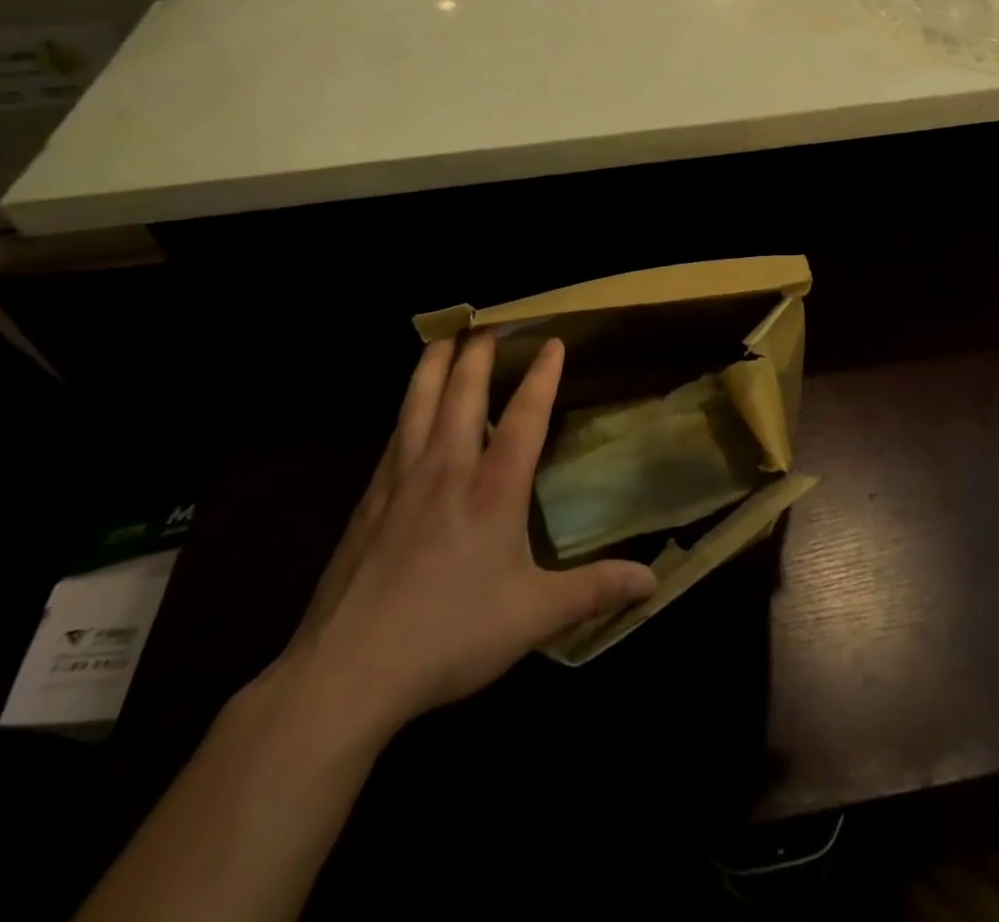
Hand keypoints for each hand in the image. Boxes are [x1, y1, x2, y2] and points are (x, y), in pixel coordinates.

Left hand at [268, 334, 655, 738]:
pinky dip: (406, 408)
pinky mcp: (368, 502)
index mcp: (492, 491)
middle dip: (478, 355)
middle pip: (462, 394)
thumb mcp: (533, 617)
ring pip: (418, 405)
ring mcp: (401, 482)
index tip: (553, 342)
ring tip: (442, 339)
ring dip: (433, 366)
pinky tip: (406, 410)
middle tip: (488, 325)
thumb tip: (652, 584)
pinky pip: (393, 436)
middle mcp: (447, 471)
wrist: (345, 672)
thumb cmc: (448, 636)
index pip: (523, 417)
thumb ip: (593, 591)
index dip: (541, 376)